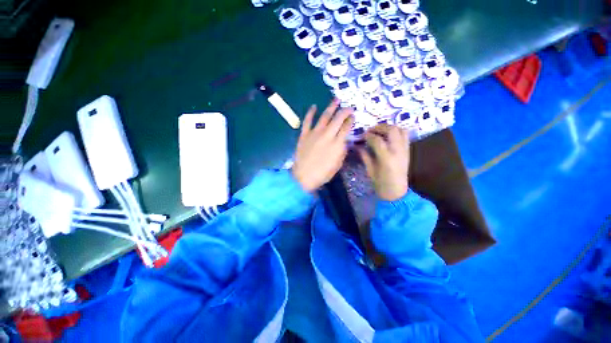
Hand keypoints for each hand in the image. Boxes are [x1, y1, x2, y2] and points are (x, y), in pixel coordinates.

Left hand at [292, 99, 353, 191]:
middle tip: (349, 107)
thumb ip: (342, 151)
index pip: (346, 127)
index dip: (351, 120)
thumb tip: (343, 141)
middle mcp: (327, 135)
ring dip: (331, 107)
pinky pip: (307, 121)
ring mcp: (314, 133)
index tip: (353, 116)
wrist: (303, 176)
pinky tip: (314, 106)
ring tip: (336, 99)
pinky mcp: (304, 134)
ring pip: (324, 116)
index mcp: (337, 144)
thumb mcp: (337, 165)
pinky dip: (310, 113)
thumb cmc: (322, 173)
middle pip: (338, 119)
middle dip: (345, 111)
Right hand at [359, 124, 409, 200]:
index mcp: (386, 158)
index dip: (368, 135)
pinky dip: (397, 131)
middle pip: (391, 130)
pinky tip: (388, 135)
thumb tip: (357, 145)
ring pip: (400, 130)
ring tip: (379, 131)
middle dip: (379, 127)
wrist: (396, 191)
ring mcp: (404, 150)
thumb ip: (364, 155)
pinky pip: (405, 135)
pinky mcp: (408, 150)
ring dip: (389, 127)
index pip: (377, 140)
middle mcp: (398, 151)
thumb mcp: (370, 170)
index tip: (362, 136)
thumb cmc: (381, 183)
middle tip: (370, 130)